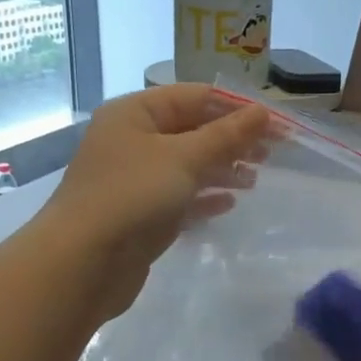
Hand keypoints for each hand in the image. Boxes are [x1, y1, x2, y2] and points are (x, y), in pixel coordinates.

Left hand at [42, 84, 269, 319]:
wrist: (83, 263)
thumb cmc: (132, 196)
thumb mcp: (184, 158)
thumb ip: (226, 135)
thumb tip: (263, 112)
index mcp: (135, 113)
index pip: (195, 97)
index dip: (237, 107)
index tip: (277, 124)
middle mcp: (133, 141)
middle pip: (193, 131)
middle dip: (232, 140)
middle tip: (272, 154)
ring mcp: (135, 180)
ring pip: (188, 166)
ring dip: (222, 169)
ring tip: (255, 179)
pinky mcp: (141, 215)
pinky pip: (180, 198)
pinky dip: (205, 198)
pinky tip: (229, 203)